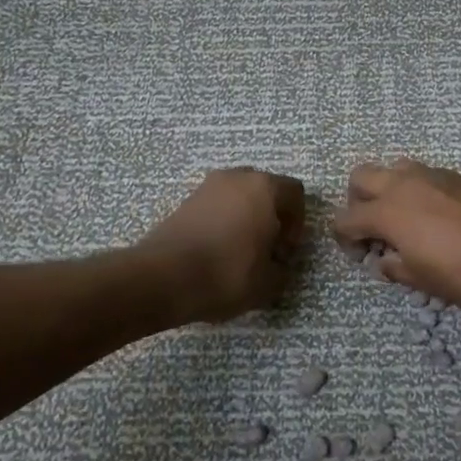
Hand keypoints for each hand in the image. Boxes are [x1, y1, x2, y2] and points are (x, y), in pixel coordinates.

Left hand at [138, 168, 306, 322]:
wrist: (163, 277)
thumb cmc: (227, 273)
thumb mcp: (268, 283)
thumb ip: (282, 270)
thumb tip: (278, 265)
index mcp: (264, 188)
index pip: (295, 193)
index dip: (298, 222)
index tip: (285, 250)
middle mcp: (237, 177)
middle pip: (265, 190)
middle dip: (271, 217)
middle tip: (267, 249)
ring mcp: (207, 186)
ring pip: (238, 197)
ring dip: (245, 218)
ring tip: (240, 253)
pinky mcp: (184, 201)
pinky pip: (215, 207)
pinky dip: (222, 223)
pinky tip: (216, 252)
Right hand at [330, 159, 460, 315]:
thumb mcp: (424, 281)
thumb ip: (395, 268)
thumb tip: (384, 261)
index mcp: (388, 212)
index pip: (346, 218)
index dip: (344, 238)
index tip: (357, 255)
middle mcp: (404, 184)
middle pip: (361, 177)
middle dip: (357, 201)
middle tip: (372, 229)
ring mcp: (432, 174)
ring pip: (393, 168)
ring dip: (387, 188)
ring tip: (402, 217)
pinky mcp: (458, 175)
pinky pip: (423, 173)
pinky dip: (415, 188)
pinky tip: (433, 215)